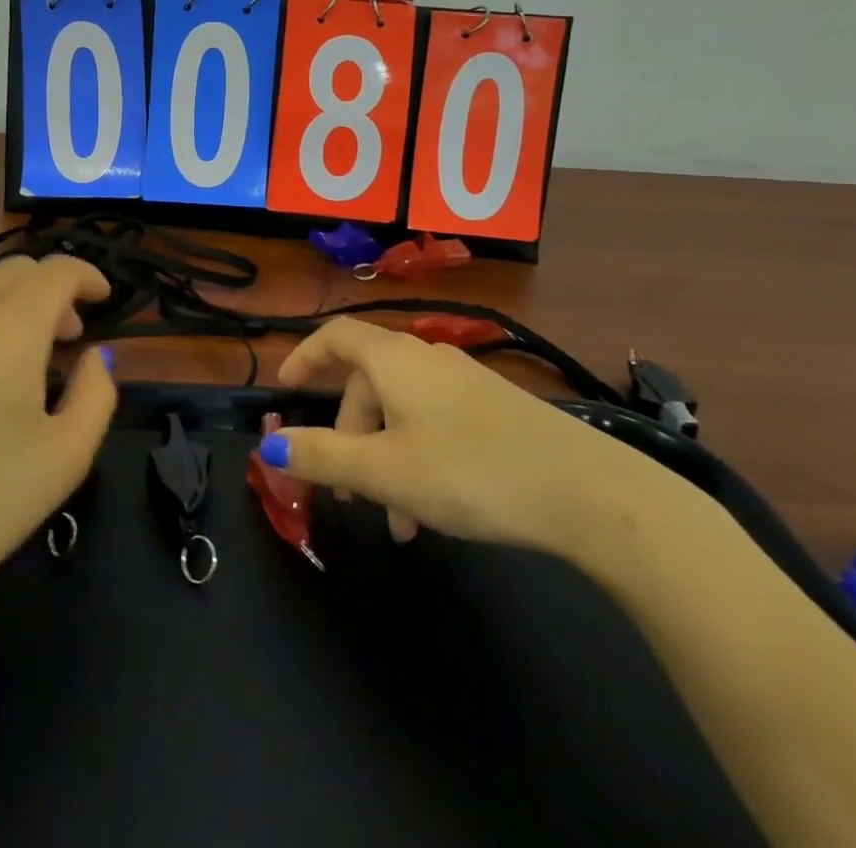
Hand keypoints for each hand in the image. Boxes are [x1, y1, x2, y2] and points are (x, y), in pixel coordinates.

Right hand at [267, 318, 689, 557]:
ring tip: (392, 520)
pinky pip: (435, 424)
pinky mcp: (495, 410)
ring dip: (384, 457)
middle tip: (343, 488)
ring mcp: (465, 383)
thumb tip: (270, 444)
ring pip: (402, 411)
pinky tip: (432, 513)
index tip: (286, 389)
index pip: (336, 336)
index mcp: (394, 359)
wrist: (585, 490)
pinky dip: (417, 458)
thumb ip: (322, 456)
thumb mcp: (384, 470)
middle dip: (347, 434)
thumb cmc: (468, 470)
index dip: (305, 356)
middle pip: (367, 382)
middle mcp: (427, 360)